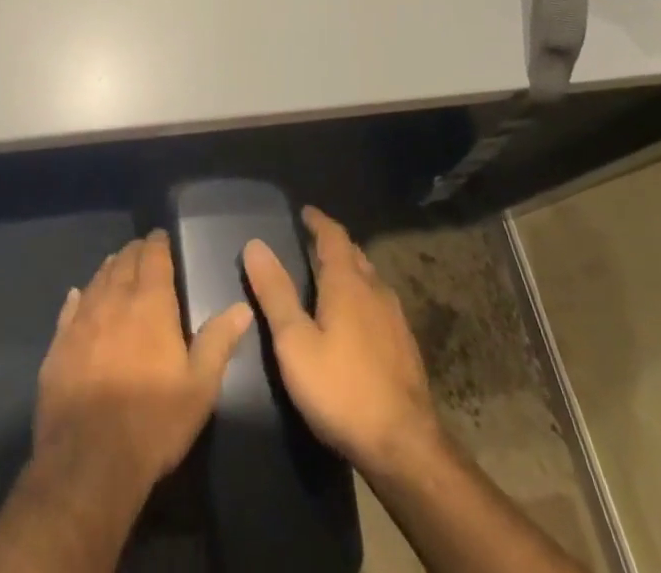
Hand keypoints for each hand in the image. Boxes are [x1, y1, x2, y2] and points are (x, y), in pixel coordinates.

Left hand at [34, 230, 253, 496]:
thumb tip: (242, 307)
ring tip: (116, 265)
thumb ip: (219, 342)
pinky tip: (78, 296)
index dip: (158, 243)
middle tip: (142, 250)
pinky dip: (79, 297)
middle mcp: (114, 299)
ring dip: (110, 269)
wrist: (89, 460)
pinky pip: (70, 308)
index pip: (154, 256)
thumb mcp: (199, 387)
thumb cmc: (153, 421)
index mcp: (150, 303)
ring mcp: (82, 320)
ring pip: (97, 279)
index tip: (161, 236)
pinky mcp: (59, 344)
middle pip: (124, 261)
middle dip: (135, 252)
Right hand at [243, 207, 441, 475]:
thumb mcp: (294, 342)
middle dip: (332, 244)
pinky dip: (361, 297)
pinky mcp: (405, 346)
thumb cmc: (341, 389)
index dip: (318, 221)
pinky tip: (354, 319)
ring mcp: (395, 318)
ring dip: (349, 270)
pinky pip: (379, 304)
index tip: (304, 212)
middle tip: (309, 244)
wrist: (405, 448)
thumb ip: (275, 293)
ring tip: (328, 277)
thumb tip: (255, 244)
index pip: (333, 235)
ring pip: (369, 279)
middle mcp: (375, 290)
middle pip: (354, 254)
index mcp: (347, 282)